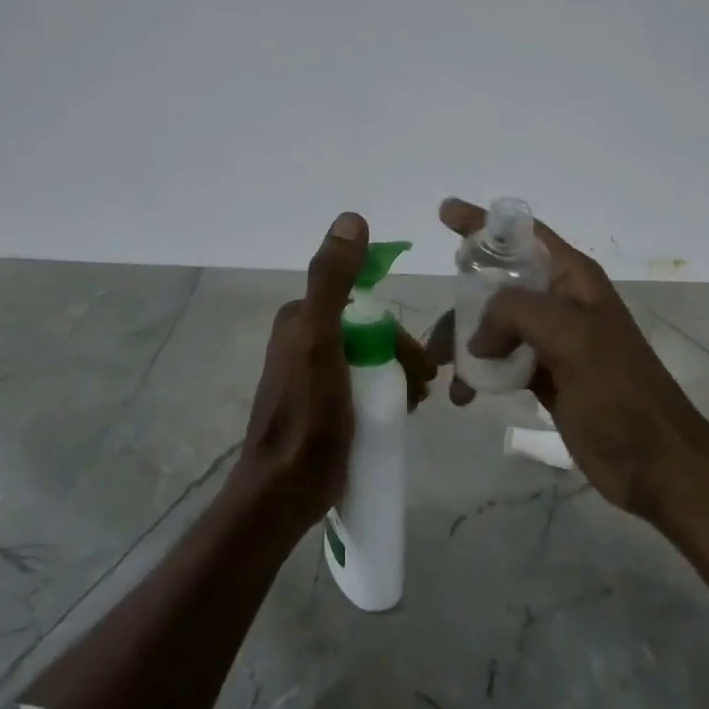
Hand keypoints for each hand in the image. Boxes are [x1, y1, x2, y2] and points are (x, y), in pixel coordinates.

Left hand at [240, 212, 434, 527]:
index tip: (418, 364)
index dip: (397, 332)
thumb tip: (351, 218)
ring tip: (415, 406)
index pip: (363, 306)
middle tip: (423, 389)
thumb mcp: (320, 340)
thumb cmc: (308, 415)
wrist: (284, 490)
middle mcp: (301, 339)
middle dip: (401, 356)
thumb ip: (332, 281)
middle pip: (369, 335)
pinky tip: (398, 415)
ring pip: (368, 361)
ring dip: (397, 376)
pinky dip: (384, 394)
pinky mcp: (320, 405)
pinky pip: (360, 385)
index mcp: (299, 318)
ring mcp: (310, 374)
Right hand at [426, 198, 708, 515]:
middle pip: (498, 284)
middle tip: (436, 341)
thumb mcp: (571, 337)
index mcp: (573, 280)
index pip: (522, 235)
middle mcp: (561, 304)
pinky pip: (500, 362)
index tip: (444, 212)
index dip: (483, 222)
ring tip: (444, 375)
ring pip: (493, 326)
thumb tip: (478, 336)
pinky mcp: (546, 378)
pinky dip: (477, 373)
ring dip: (464, 344)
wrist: (656, 464)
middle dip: (461, 303)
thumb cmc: (620, 393)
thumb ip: (516, 313)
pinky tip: (464, 395)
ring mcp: (553, 343)